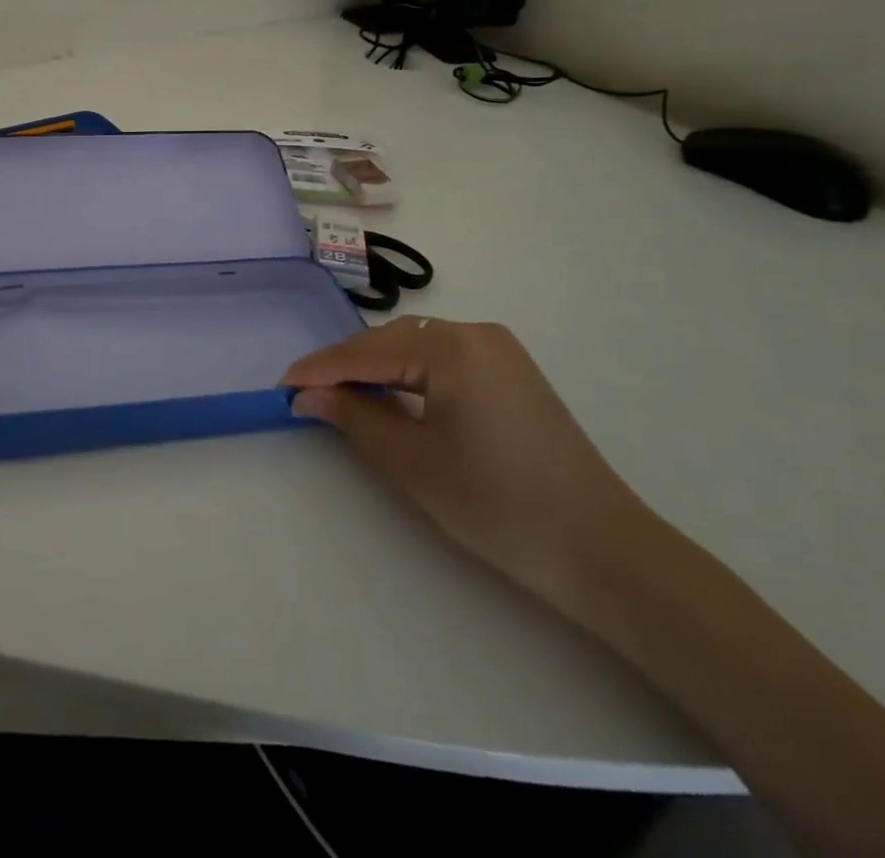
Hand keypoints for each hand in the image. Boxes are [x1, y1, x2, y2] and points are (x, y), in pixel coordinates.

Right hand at [283, 317, 653, 616]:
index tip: (281, 385)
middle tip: (307, 396)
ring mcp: (499, 351)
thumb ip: (353, 418)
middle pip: (391, 342)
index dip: (320, 369)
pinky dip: (410, 376)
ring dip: (377, 369)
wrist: (603, 551)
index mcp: (452, 347)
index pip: (367, 352)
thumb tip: (307, 395)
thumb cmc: (498, 504)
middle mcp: (476, 333)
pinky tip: (391, 397)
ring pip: (416, 348)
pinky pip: (443, 361)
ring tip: (342, 398)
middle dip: (347, 367)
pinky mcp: (512, 373)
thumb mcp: (412, 462)